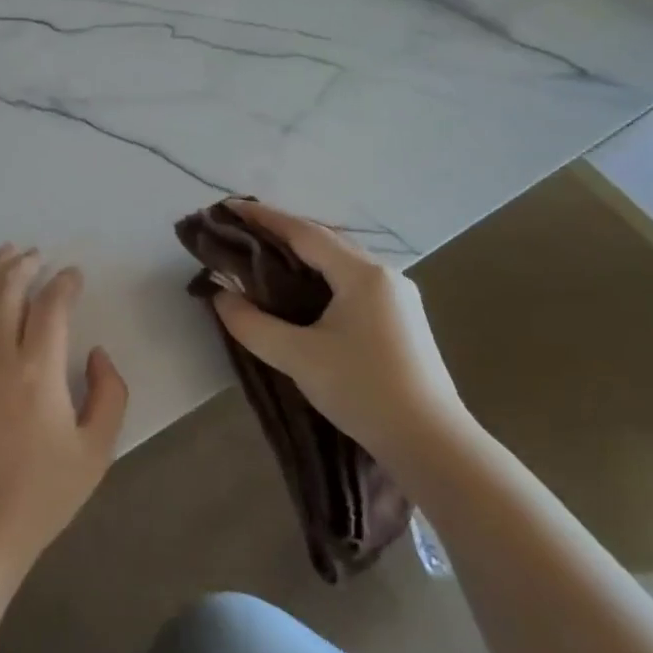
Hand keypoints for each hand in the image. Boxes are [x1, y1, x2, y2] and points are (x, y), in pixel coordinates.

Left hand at [0, 246, 128, 570]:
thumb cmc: (41, 495)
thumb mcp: (97, 451)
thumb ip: (109, 394)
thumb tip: (95, 354)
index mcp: (38, 371)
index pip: (51, 306)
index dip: (64, 283)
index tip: (74, 275)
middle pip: (6, 290)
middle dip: (24, 265)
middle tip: (37, 254)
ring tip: (5, 253)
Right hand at [212, 201, 468, 460]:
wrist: (433, 445)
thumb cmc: (364, 391)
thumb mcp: (299, 357)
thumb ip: (252, 324)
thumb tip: (220, 296)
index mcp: (362, 274)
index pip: (303, 232)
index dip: (263, 217)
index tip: (228, 207)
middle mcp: (384, 275)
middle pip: (323, 241)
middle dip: (280, 233)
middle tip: (240, 231)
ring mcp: (397, 297)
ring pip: (339, 262)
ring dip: (300, 255)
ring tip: (262, 256)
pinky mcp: (400, 320)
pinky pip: (351, 283)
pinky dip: (319, 277)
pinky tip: (299, 291)